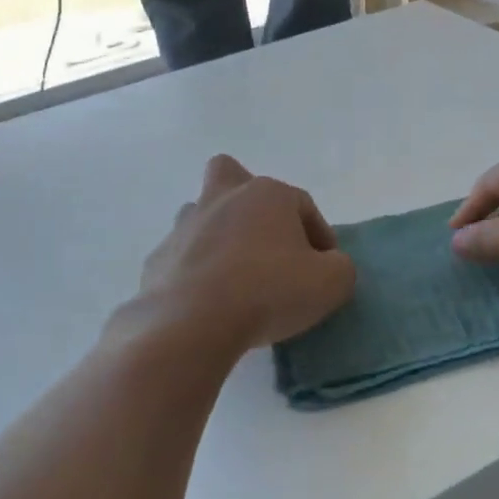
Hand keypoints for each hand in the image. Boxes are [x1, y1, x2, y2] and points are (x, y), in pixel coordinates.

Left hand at [139, 156, 356, 350]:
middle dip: (248, 199)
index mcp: (267, 195)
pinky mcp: (158, 259)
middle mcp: (222, 198)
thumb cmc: (269, 291)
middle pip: (231, 175)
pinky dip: (196, 271)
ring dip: (219, 235)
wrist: (193, 323)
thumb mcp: (332, 282)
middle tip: (264, 239)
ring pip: (202, 214)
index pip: (303, 205)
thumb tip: (328, 264)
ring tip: (235, 275)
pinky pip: (182, 257)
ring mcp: (184, 227)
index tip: (325, 267)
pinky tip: (208, 301)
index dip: (320, 235)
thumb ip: (339, 266)